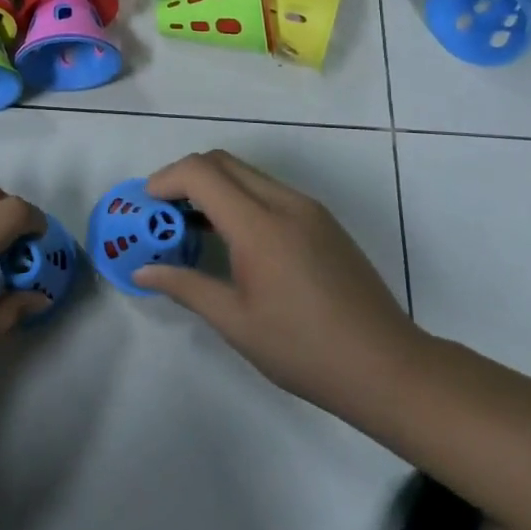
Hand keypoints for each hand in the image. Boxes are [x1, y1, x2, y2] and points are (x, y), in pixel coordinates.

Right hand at [134, 151, 423, 424]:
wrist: (388, 368)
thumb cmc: (305, 350)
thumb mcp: (236, 323)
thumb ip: (185, 287)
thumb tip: (142, 272)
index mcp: (260, 226)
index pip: (201, 173)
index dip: (165, 180)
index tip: (146, 206)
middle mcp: (284, 203)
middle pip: (222, 161)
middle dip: (184, 177)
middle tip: (164, 213)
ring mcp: (308, 209)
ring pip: (247, 173)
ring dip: (213, 185)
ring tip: (193, 225)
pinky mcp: (323, 220)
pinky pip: (269, 190)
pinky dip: (239, 197)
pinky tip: (233, 238)